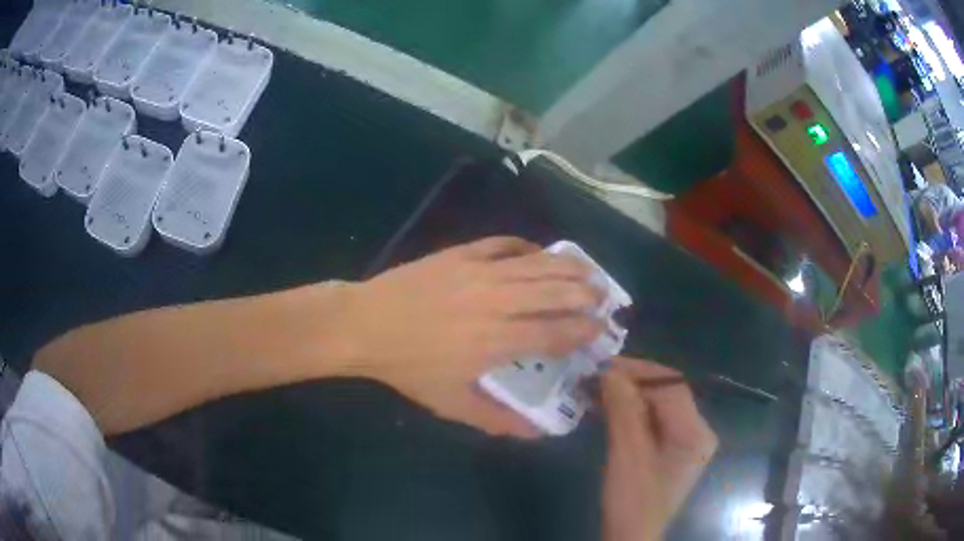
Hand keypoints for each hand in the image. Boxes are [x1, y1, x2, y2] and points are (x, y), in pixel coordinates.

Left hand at [342, 237, 604, 437]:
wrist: (365, 324)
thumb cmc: (409, 367)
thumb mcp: (452, 404)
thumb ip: (498, 419)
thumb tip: (538, 433)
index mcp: (497, 341)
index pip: (556, 332)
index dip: (583, 331)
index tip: (600, 330)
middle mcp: (497, 302)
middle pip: (556, 292)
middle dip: (587, 295)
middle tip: (604, 298)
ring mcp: (480, 271)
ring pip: (538, 264)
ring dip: (569, 267)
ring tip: (589, 272)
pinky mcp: (462, 253)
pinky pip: (505, 244)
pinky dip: (528, 247)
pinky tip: (539, 253)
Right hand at [600, 358, 716, 540]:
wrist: (632, 535)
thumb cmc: (632, 500)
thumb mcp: (627, 455)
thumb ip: (624, 411)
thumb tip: (611, 371)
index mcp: (696, 433)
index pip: (672, 387)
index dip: (639, 372)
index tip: (604, 366)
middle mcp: (698, 431)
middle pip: (667, 394)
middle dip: (633, 382)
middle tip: (597, 377)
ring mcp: (686, 441)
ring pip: (659, 405)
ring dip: (629, 395)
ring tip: (598, 390)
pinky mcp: (672, 449)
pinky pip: (654, 420)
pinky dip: (631, 411)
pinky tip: (609, 409)